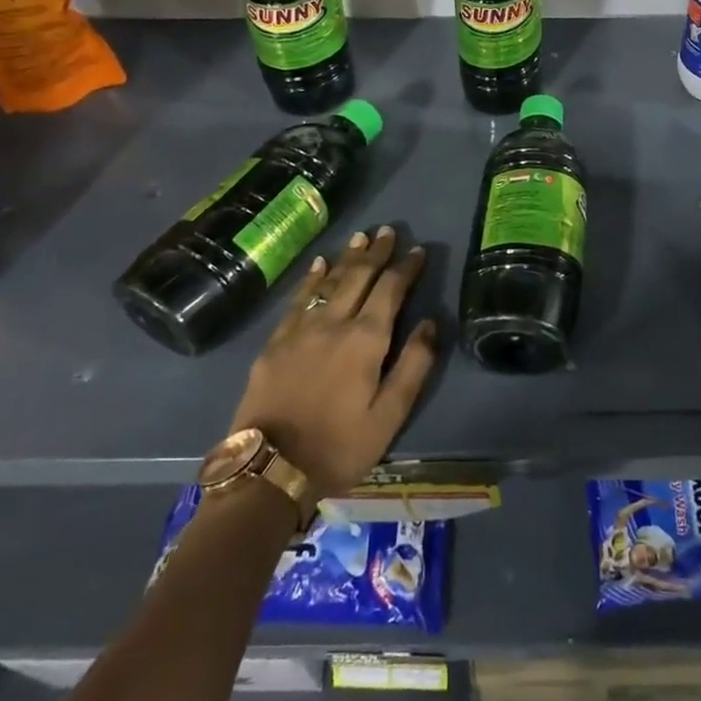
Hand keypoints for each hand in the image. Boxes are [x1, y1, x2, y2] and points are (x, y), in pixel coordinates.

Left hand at [230, 226, 436, 500]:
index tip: (418, 251)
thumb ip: (414, 366)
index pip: (391, 290)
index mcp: (366, 340)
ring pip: (328, 282)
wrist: (269, 469)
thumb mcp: (389, 415)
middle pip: (359, 277)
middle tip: (388, 231)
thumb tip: (430, 323)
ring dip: (347, 258)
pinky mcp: (275, 342)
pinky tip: (318, 265)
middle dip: (376, 252)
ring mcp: (300, 330)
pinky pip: (297, 299)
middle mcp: (334, 323)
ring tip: (360, 237)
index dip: (406, 268)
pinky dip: (310, 278)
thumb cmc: (339, 446)